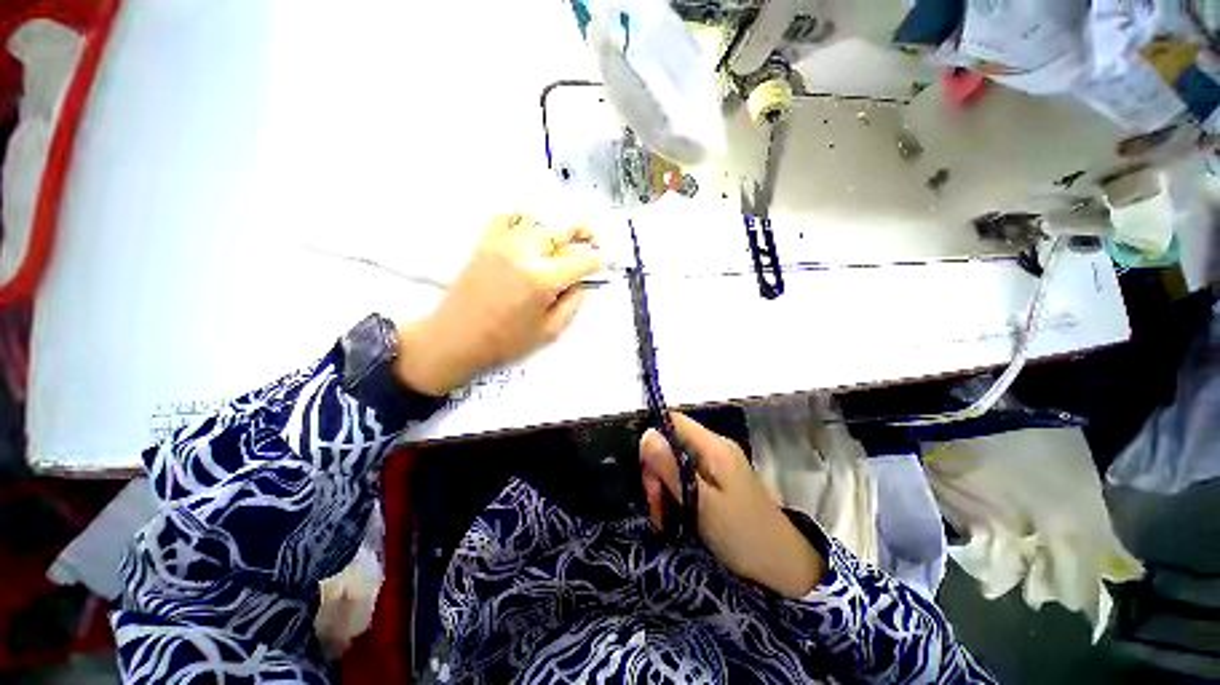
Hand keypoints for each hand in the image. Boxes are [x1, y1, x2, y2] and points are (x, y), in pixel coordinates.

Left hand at [395, 213, 602, 395]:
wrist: (455, 338)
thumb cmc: (499, 342)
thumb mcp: (547, 334)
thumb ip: (571, 307)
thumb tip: (582, 286)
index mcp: (543, 280)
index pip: (583, 260)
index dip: (600, 260)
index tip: (604, 262)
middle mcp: (524, 254)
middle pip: (564, 227)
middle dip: (584, 231)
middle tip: (591, 239)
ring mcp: (502, 245)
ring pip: (536, 218)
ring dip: (551, 226)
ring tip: (556, 240)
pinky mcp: (484, 244)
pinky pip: (504, 217)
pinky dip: (518, 218)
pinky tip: (524, 231)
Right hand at [639, 413, 825, 597]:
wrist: (778, 563)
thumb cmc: (741, 533)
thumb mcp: (702, 504)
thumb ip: (673, 470)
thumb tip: (645, 434)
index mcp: (716, 448)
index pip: (673, 422)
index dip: (651, 441)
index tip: (643, 476)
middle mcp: (717, 453)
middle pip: (671, 448)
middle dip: (656, 476)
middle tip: (656, 511)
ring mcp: (719, 473)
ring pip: (676, 470)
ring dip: (664, 494)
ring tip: (663, 522)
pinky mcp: (718, 493)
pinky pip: (687, 486)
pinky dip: (676, 502)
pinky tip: (673, 523)